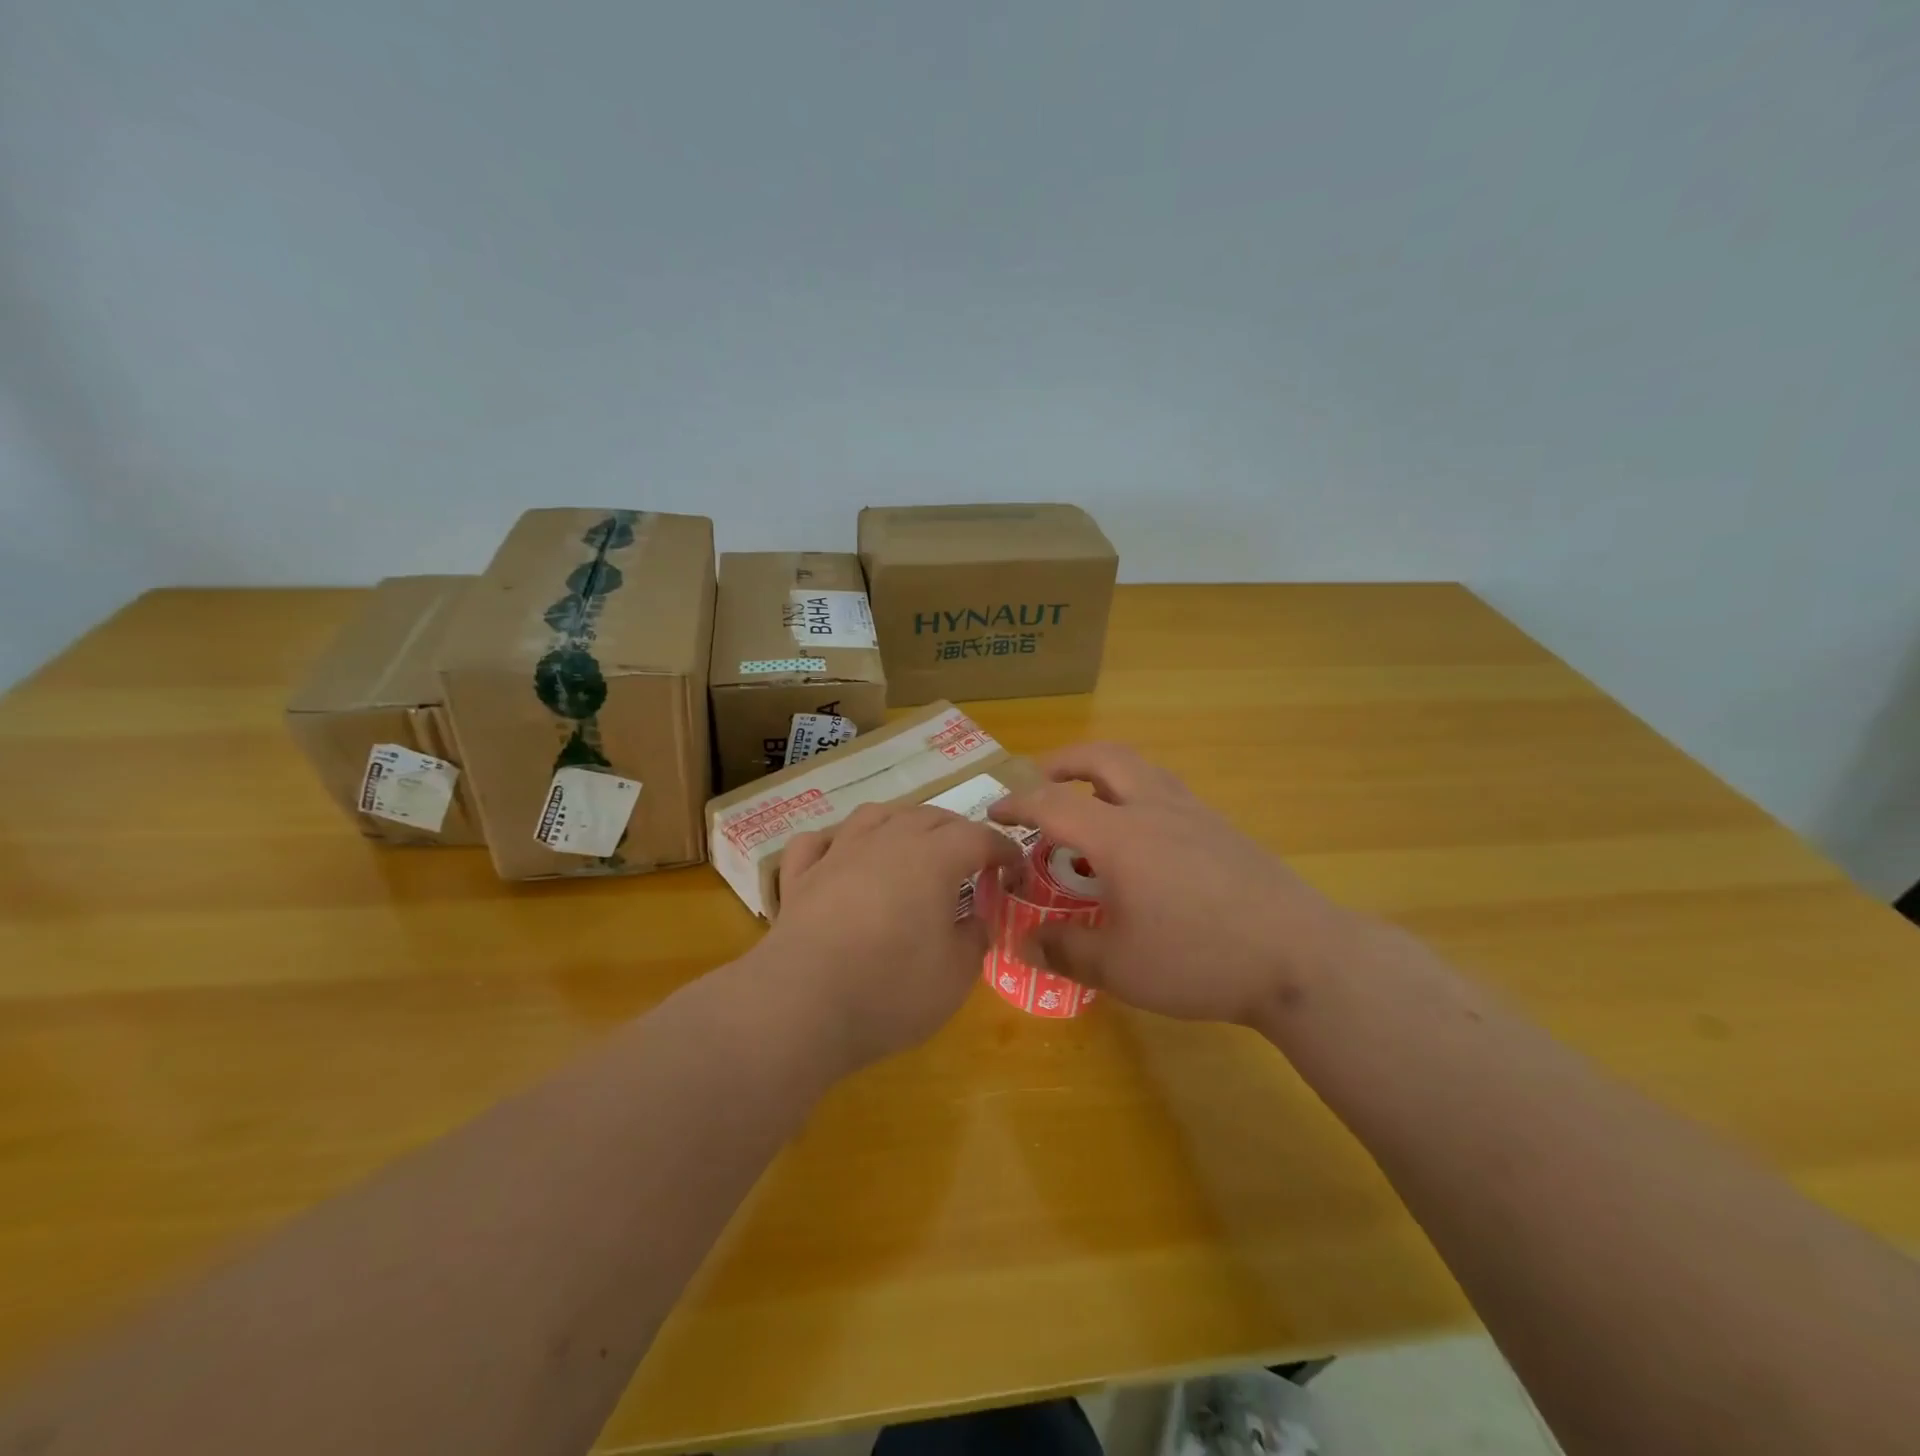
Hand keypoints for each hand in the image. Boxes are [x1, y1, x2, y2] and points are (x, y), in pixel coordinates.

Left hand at [762, 802, 1021, 1070]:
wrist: (801, 1004)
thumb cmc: (890, 990)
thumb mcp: (956, 975)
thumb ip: (975, 938)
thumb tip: (977, 919)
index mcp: (932, 858)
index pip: (978, 837)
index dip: (1003, 850)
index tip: (1015, 870)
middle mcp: (885, 841)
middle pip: (929, 817)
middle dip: (958, 831)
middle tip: (972, 859)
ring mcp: (837, 853)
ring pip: (874, 815)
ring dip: (901, 822)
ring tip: (911, 842)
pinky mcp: (800, 877)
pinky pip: (817, 841)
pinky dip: (834, 841)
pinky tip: (840, 854)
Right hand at [988, 744, 1359, 1025]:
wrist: (1300, 957)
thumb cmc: (1200, 959)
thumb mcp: (1121, 968)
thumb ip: (1066, 951)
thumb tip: (1023, 945)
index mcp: (1121, 837)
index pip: (1054, 803)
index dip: (1017, 803)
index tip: (993, 811)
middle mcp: (1154, 809)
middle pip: (1103, 757)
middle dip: (1062, 761)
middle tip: (1038, 781)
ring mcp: (1194, 813)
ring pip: (1139, 767)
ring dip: (1101, 771)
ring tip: (1086, 800)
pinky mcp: (1221, 828)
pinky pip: (1164, 789)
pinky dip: (1134, 792)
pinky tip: (1139, 834)